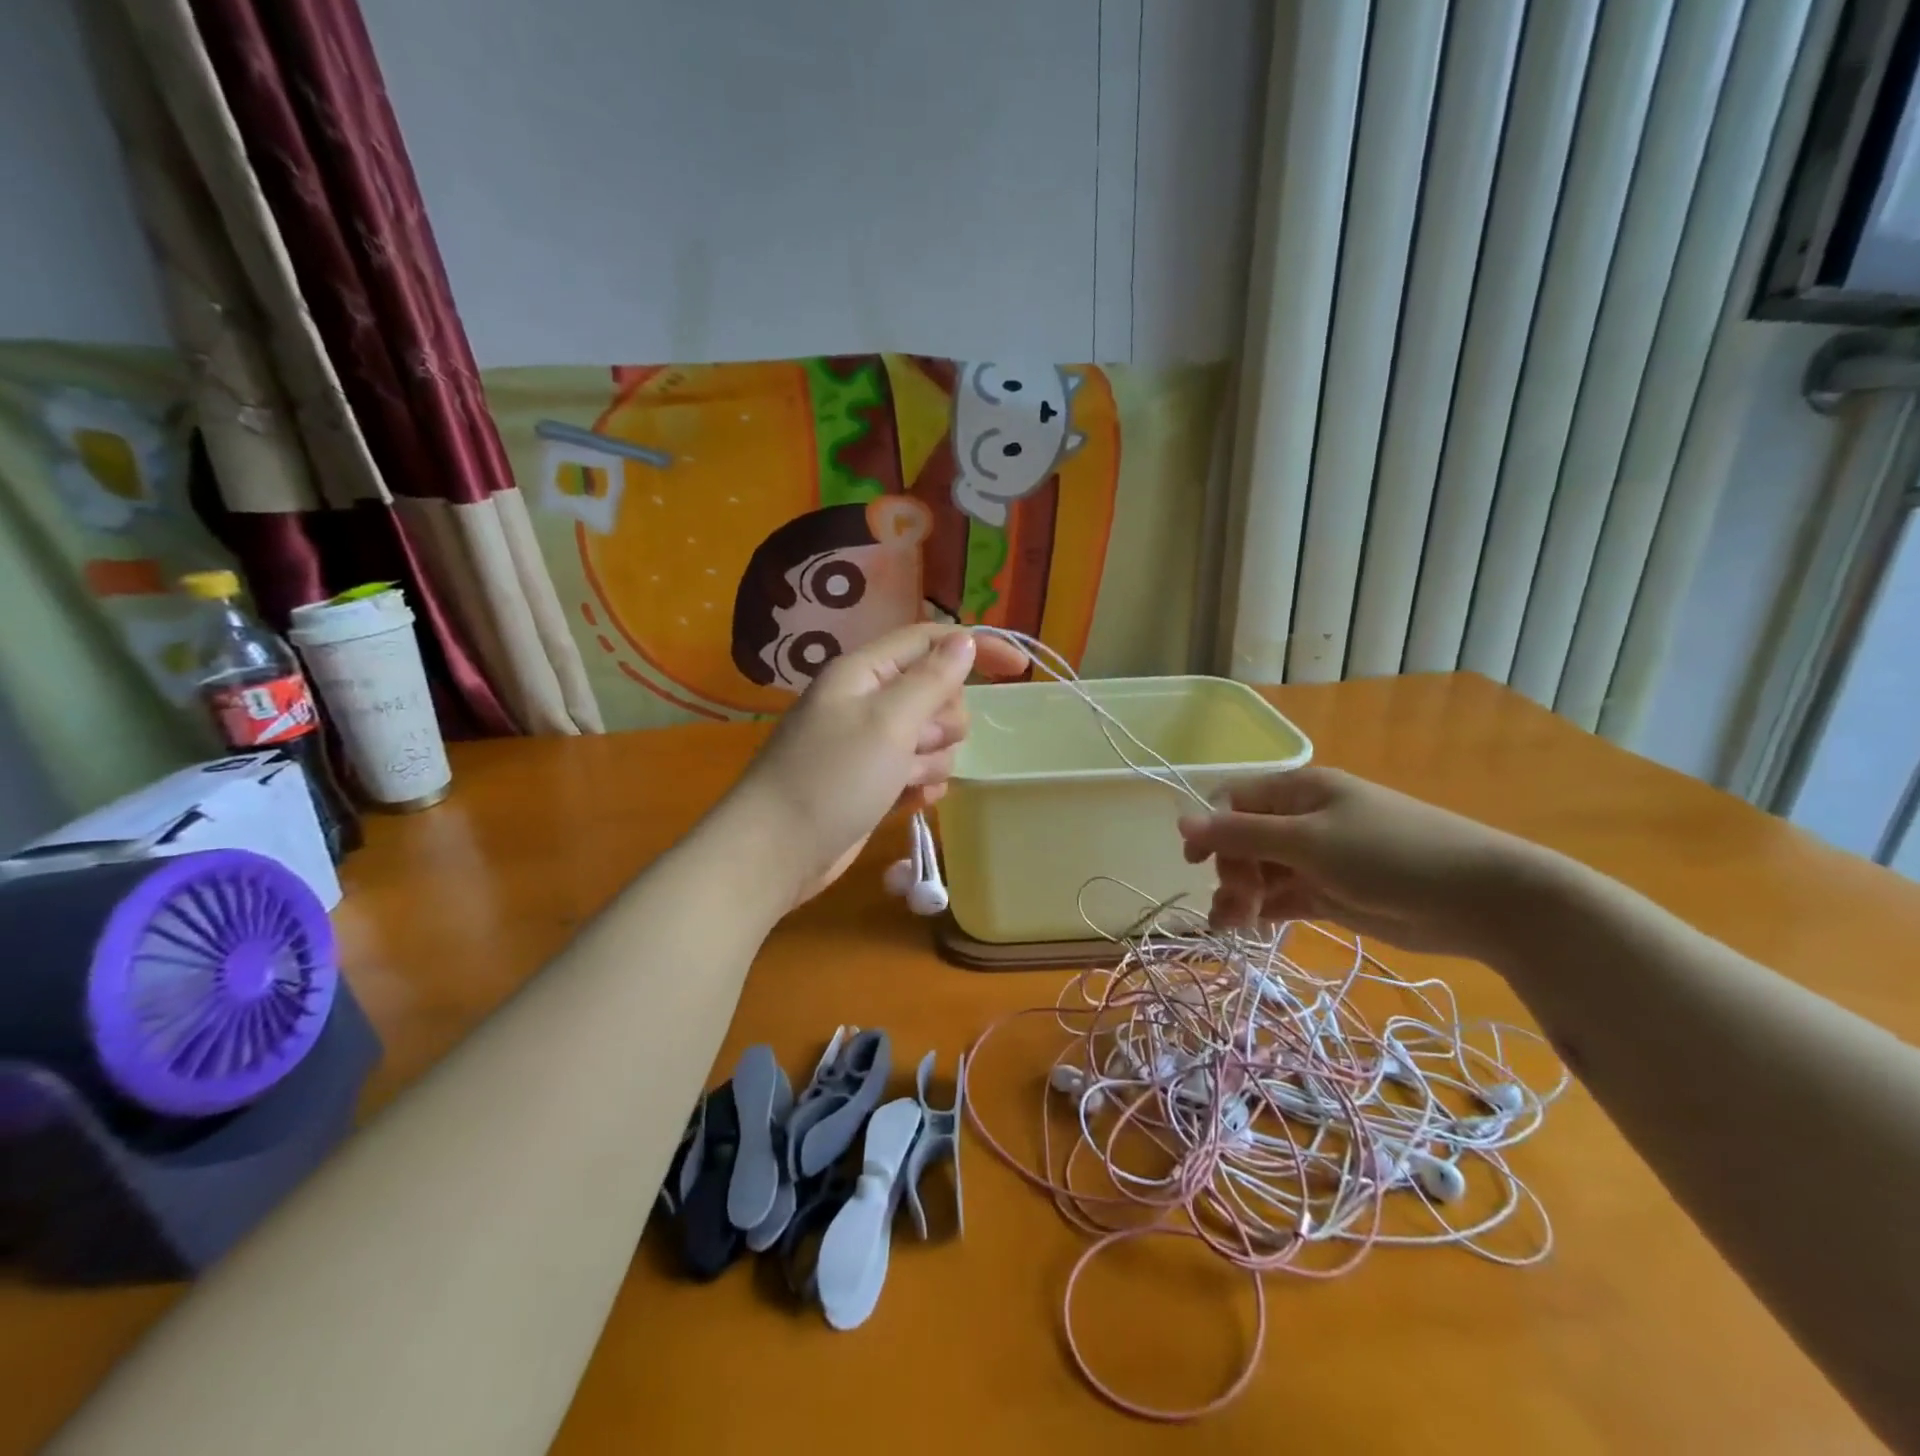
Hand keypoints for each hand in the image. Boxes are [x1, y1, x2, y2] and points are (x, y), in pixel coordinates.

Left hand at [729, 624, 1027, 907]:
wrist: (775, 852)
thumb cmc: (832, 778)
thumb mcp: (889, 722)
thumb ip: (932, 679)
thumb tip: (965, 641)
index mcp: (864, 673)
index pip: (930, 641)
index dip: (976, 648)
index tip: (1020, 668)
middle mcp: (866, 701)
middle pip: (935, 692)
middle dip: (943, 720)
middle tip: (920, 743)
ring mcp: (867, 744)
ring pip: (930, 737)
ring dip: (930, 759)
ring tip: (905, 780)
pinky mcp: (869, 782)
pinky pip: (915, 771)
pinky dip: (919, 784)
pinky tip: (908, 801)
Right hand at [1175, 766, 1544, 957]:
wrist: (1481, 900)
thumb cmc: (1389, 855)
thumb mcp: (1307, 841)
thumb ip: (1240, 835)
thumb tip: (1180, 820)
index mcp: (1298, 792)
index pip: (1234, 802)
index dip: (1209, 830)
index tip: (1195, 865)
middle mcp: (1303, 820)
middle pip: (1244, 840)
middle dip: (1230, 871)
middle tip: (1235, 905)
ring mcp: (1318, 858)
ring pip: (1260, 872)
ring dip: (1241, 895)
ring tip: (1235, 925)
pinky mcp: (1332, 893)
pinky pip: (1283, 897)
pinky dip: (1264, 910)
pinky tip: (1250, 927)